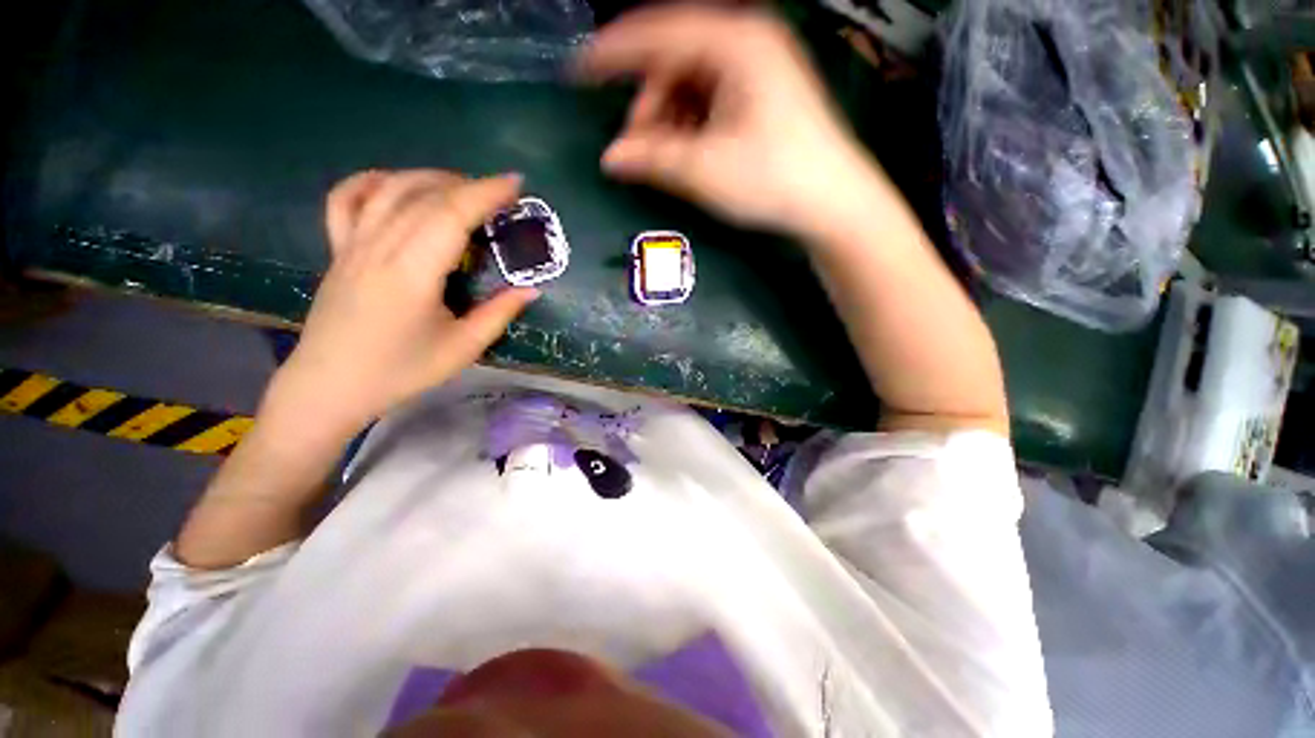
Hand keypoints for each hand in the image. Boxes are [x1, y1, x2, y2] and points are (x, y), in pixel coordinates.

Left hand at [266, 169, 538, 442]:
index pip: (451, 215)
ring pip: (390, 189)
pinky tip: (395, 184)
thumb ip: (499, 314)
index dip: (486, 193)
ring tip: (461, 187)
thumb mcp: (463, 348)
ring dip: (430, 178)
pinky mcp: (338, 249)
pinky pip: (347, 199)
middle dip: (469, 185)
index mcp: (412, 273)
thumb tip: (532, 290)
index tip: (516, 184)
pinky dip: (372, 181)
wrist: (331, 385)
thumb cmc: (402, 371)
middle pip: (426, 196)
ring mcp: (353, 244)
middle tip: (500, 194)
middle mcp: (379, 247)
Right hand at [580, 5, 888, 239]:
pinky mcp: (764, 96)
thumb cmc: (772, 179)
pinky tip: (689, 151)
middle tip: (638, 147)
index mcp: (735, 42)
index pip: (658, 34)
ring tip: (664, 157)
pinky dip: (692, 125)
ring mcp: (759, 69)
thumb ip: (652, 159)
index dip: (613, 53)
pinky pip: (712, 100)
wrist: (833, 203)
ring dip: (670, 119)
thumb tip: (610, 158)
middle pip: (676, 61)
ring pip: (693, 83)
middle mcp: (748, 42)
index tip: (578, 70)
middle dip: (650, 104)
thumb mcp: (704, 169)